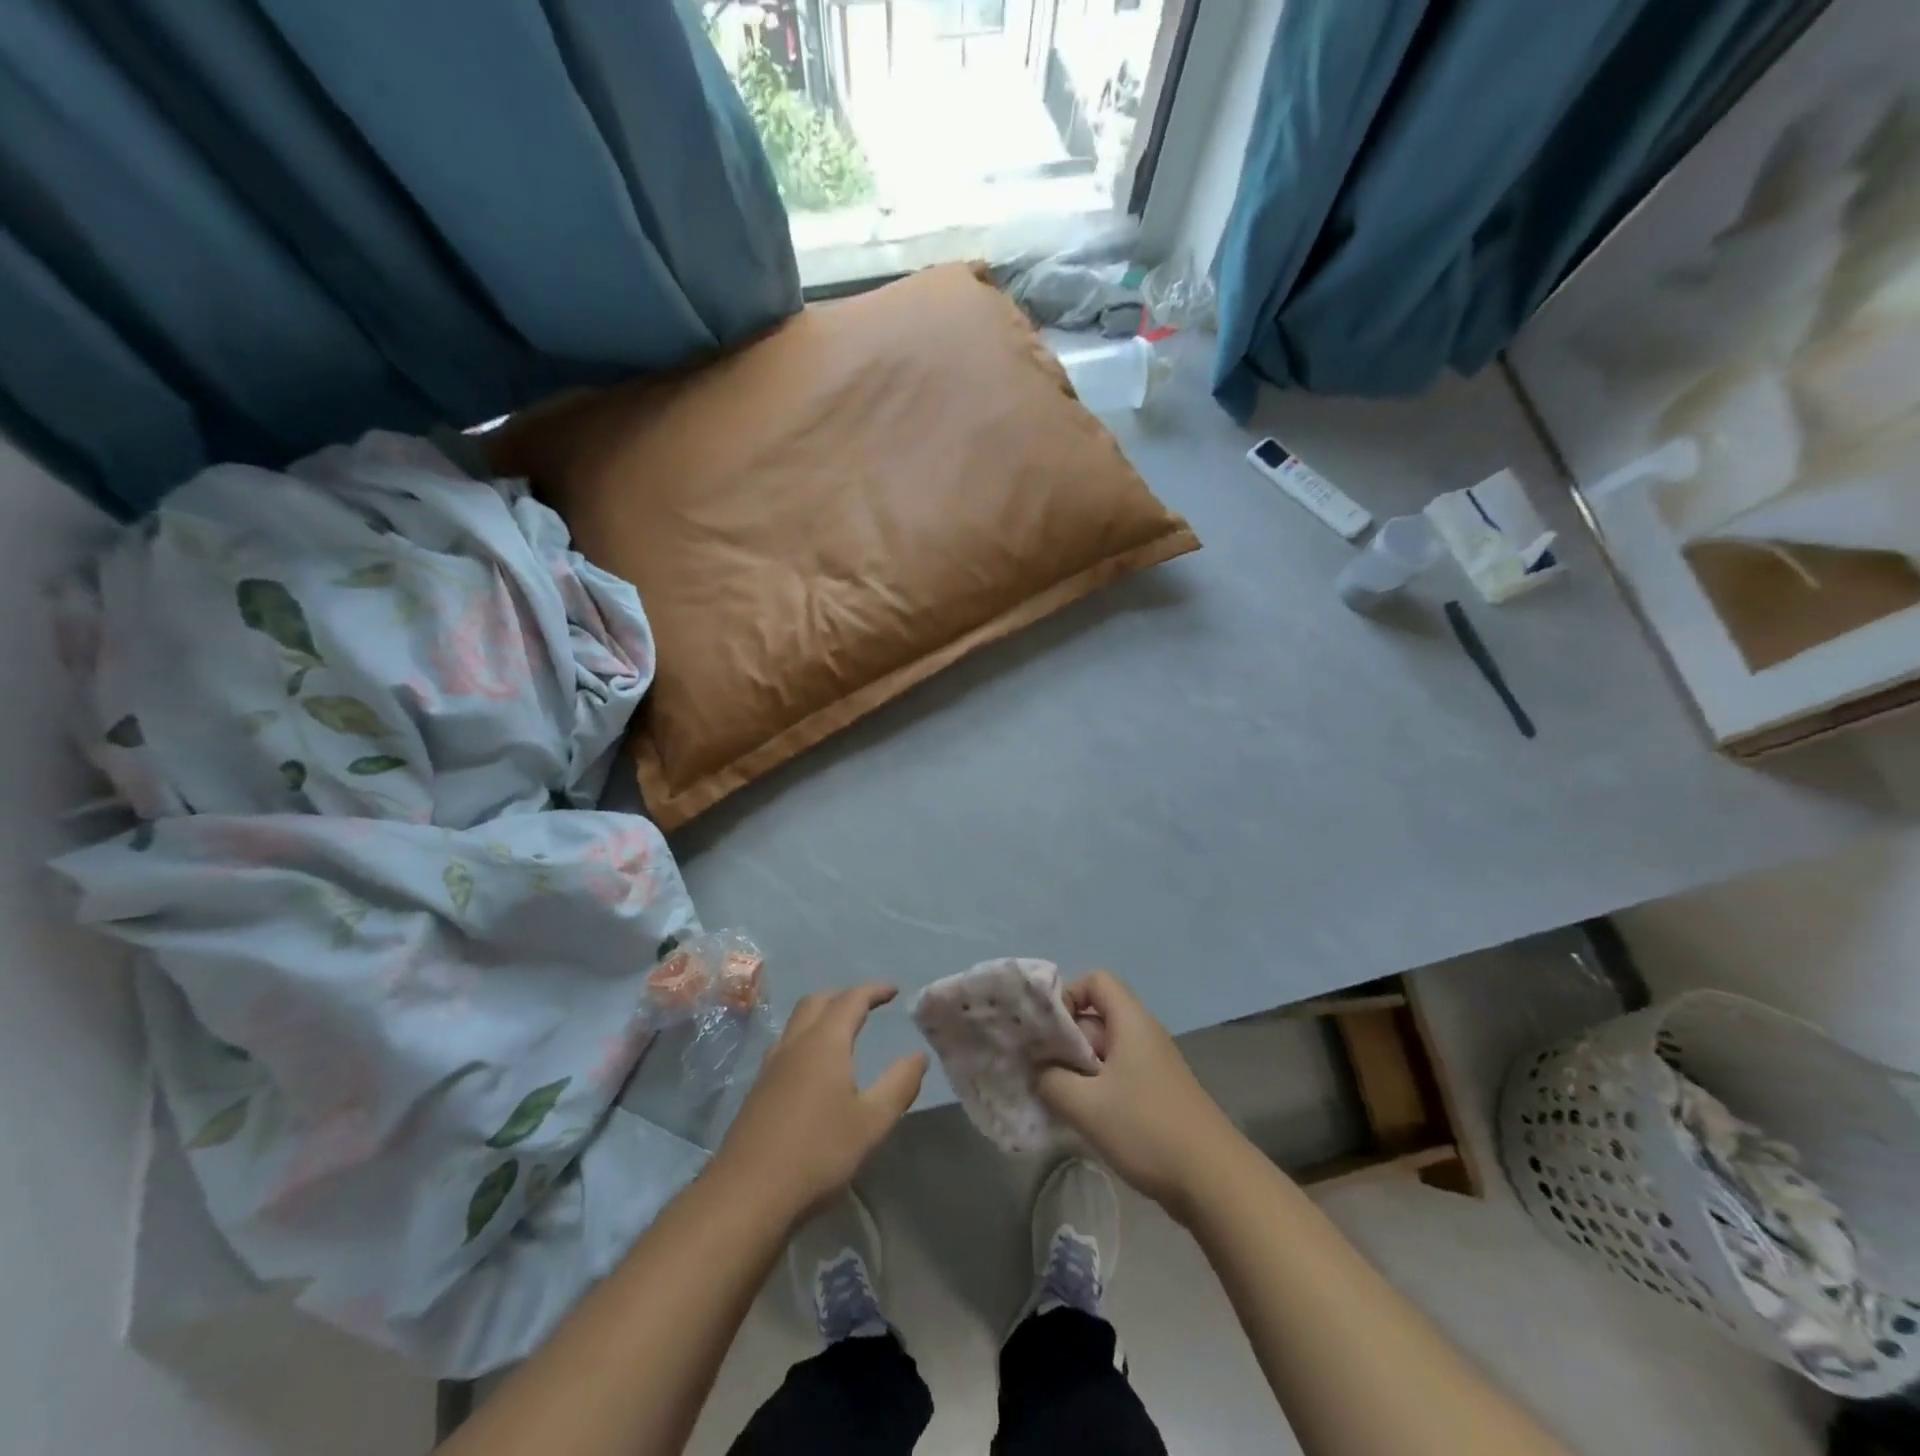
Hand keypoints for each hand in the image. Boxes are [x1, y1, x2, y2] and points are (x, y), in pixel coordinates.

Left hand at [713, 984, 926, 1221]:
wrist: (747, 1195)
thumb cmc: (818, 1153)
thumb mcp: (872, 1122)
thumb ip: (899, 1085)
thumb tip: (919, 1055)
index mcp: (825, 1043)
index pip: (851, 1000)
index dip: (873, 990)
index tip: (893, 990)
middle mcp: (795, 1044)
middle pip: (817, 1002)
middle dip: (843, 996)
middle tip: (867, 1005)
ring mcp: (771, 1066)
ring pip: (796, 1022)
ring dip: (821, 1015)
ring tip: (841, 1031)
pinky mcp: (758, 1090)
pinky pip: (785, 1045)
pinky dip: (805, 1038)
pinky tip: (813, 1067)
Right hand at [1038, 971, 1242, 1219]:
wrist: (1215, 1181)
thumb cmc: (1147, 1129)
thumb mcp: (1087, 1106)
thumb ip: (1051, 1080)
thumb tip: (1038, 1069)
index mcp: (1131, 1021)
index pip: (1095, 980)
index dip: (1067, 995)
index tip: (1047, 1031)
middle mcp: (1143, 1033)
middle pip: (1096, 1015)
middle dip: (1065, 1037)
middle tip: (1040, 1067)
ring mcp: (1153, 1064)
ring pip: (1104, 1048)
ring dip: (1077, 1066)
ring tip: (1056, 1094)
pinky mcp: (1158, 1093)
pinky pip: (1117, 1074)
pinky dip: (1095, 1087)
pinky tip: (1082, 1116)